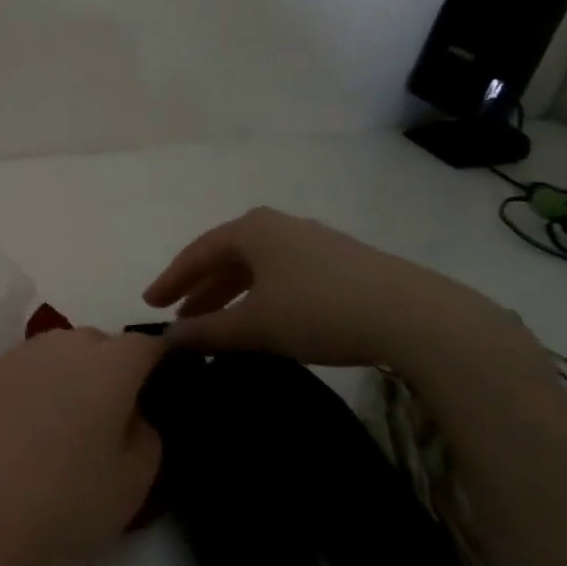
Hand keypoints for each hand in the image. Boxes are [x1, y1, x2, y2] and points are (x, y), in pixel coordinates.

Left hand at [0, 329, 164, 565]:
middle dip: (110, 369)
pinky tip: (21, 431)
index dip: (158, 363)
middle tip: (109, 417)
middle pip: (97, 343)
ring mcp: (16, 356)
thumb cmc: (65, 502)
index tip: (159, 389)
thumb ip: (146, 435)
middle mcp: (61, 346)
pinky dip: (31, 389)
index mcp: (107, 365)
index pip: (145, 345)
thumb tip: (131, 413)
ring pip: (55, 352)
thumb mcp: (134, 483)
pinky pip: (21, 370)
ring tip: (62, 425)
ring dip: (67, 375)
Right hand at [144, 207, 543, 383]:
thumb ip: (207, 331)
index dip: (171, 280)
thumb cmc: (319, 310)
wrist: (417, 317)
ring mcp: (314, 242)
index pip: (197, 253)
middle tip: (182, 318)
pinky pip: (285, 276)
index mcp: (251, 229)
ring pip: (258, 269)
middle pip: (227, 258)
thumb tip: (168, 339)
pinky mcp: (344, 264)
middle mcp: (279, 226)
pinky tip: (267, 321)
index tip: (149, 304)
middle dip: (201, 290)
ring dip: (233, 296)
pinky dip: (264, 297)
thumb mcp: (254, 325)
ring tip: (220, 325)